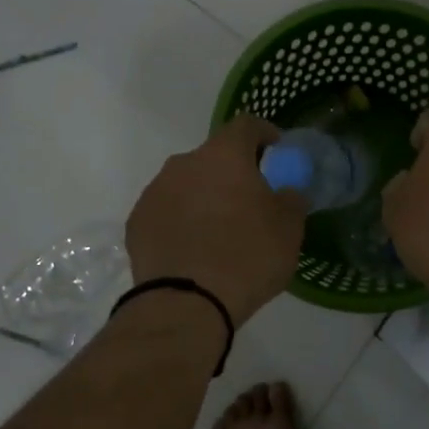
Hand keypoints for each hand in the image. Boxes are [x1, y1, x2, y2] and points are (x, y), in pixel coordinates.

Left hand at [127, 115, 305, 326]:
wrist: (186, 304)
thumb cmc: (247, 257)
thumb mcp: (289, 229)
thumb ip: (292, 199)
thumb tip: (286, 191)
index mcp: (224, 155)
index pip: (246, 125)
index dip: (264, 133)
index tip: (276, 151)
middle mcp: (184, 163)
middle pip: (214, 156)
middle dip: (233, 172)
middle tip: (250, 200)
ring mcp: (155, 192)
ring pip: (187, 183)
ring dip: (204, 196)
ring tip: (219, 229)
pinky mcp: (136, 222)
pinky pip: (167, 211)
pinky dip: (181, 220)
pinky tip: (193, 248)